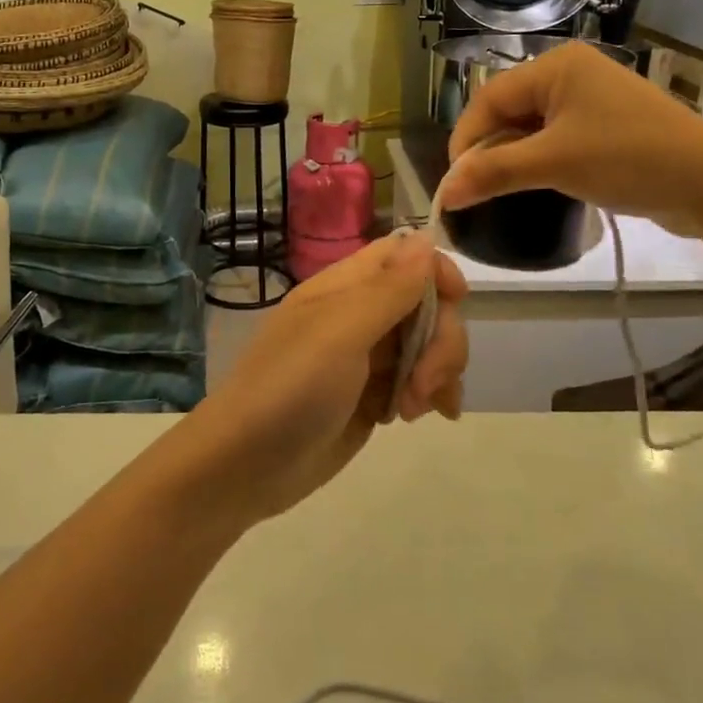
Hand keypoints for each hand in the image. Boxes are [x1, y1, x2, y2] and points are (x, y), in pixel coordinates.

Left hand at [186, 232, 467, 521]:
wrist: (245, 466)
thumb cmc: (289, 388)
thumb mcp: (340, 333)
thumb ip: (389, 288)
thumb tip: (425, 236)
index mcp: (345, 287)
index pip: (403, 255)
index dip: (435, 269)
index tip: (457, 300)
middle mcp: (359, 315)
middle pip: (426, 303)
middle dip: (441, 339)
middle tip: (423, 382)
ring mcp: (368, 358)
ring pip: (428, 344)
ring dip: (438, 371)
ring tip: (415, 409)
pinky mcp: (373, 397)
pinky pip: (419, 381)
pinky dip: (431, 394)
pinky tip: (424, 417)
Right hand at [441, 41, 702, 240]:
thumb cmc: (628, 159)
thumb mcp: (554, 163)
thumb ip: (493, 172)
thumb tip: (443, 193)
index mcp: (555, 66)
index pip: (489, 98)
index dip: (465, 139)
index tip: (454, 182)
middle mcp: (569, 74)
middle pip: (507, 110)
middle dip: (487, 149)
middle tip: (474, 189)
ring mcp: (590, 99)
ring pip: (529, 127)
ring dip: (510, 158)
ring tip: (497, 190)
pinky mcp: (604, 125)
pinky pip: (554, 138)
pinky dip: (537, 161)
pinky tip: (532, 185)